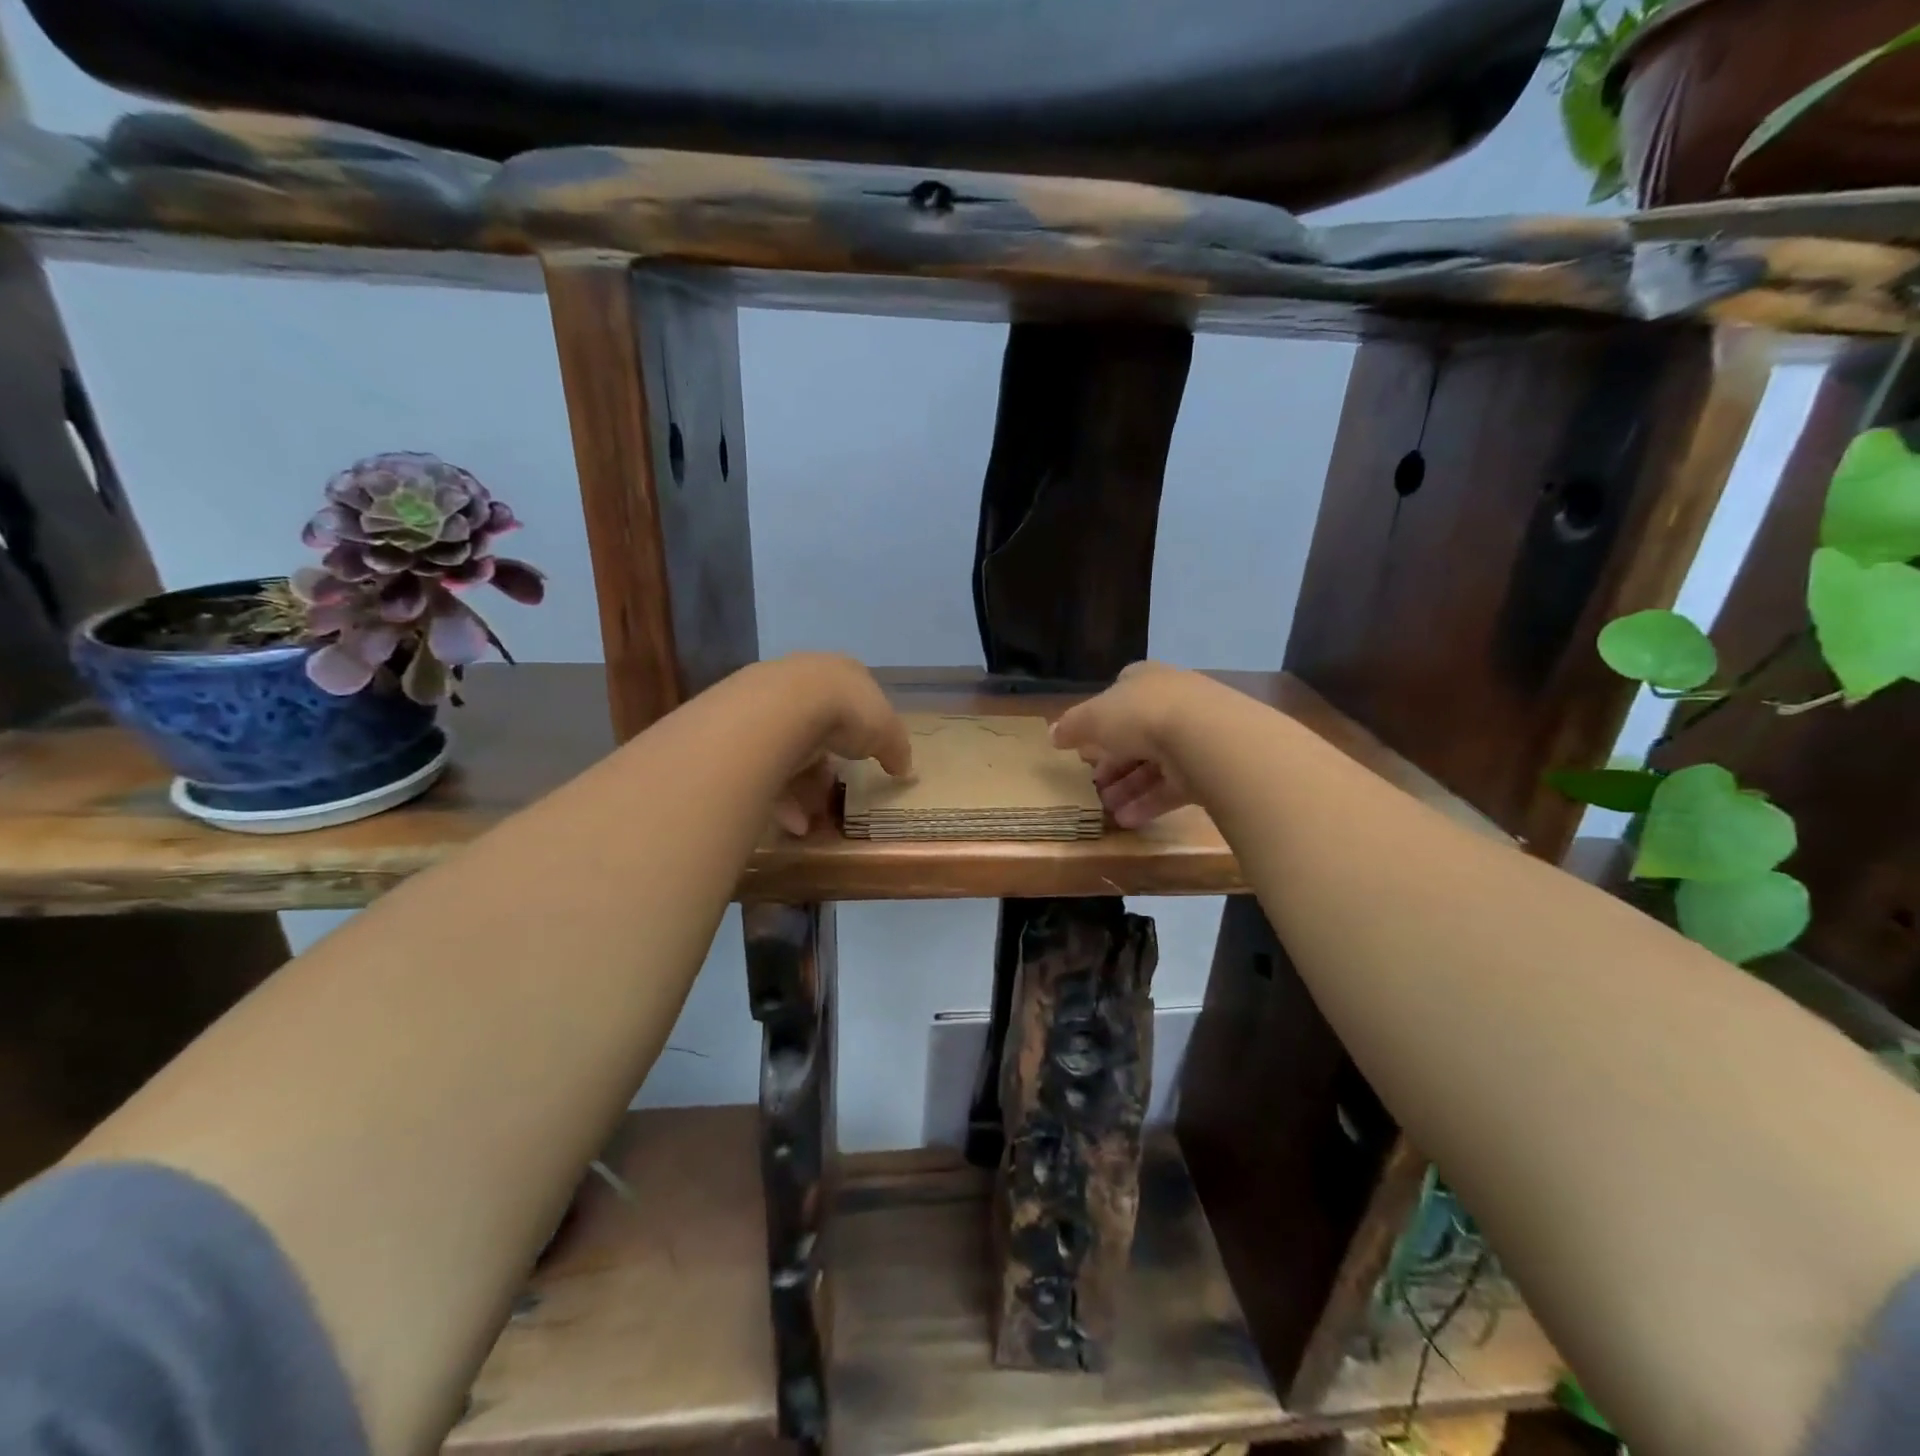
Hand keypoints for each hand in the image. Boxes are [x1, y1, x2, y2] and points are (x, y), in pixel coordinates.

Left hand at [767, 654, 913, 835]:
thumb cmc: (847, 712)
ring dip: (803, 789)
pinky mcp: (740, 729)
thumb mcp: (887, 732)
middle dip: (826, 766)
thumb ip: (897, 750)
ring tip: (812, 820)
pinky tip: (792, 822)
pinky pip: (763, 767)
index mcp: (840, 672)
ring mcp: (766, 701)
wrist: (784, 708)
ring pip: (788, 750)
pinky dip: (779, 797)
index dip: (861, 730)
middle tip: (834, 794)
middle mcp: (801, 681)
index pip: (854, 699)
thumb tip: (906, 770)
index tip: (864, 758)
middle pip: (817, 727)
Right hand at [1051, 662, 1202, 828]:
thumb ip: (1071, 726)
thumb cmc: (1142, 715)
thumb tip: (1052, 734)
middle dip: (1112, 761)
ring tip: (1106, 808)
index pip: (1119, 695)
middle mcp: (1172, 702)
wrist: (1206, 737)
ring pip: (1155, 763)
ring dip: (1128, 787)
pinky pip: (1173, 786)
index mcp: (1145, 680)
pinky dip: (1150, 802)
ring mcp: (1194, 735)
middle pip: (1136, 733)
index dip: (1099, 720)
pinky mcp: (1209, 767)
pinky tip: (1128, 820)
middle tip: (1093, 785)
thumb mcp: (1093, 718)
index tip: (1083, 745)